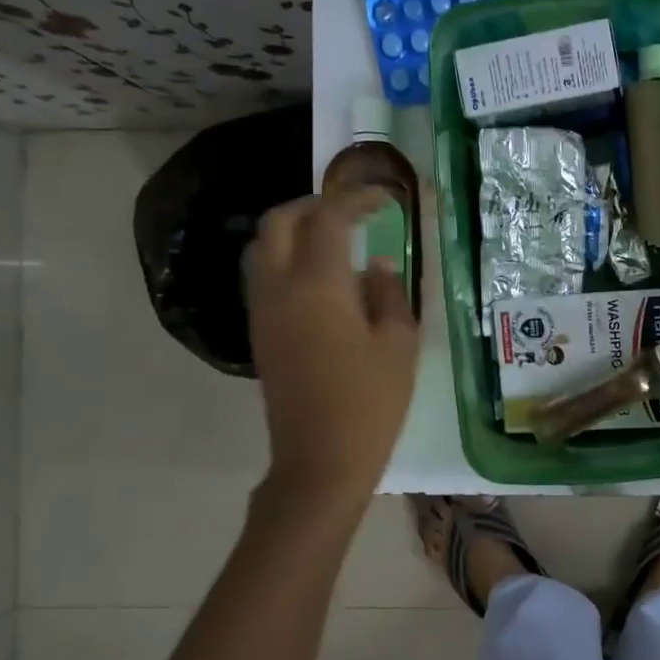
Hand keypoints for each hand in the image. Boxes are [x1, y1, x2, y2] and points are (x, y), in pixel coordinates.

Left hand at [245, 188, 419, 495]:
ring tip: (333, 237)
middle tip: (351, 210)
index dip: (356, 200)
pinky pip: (264, 275)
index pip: (329, 218)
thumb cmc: (370, 402)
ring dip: (294, 229)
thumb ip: (389, 293)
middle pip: (279, 222)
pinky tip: (320, 276)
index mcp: (318, 284)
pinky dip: (286, 257)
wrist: (321, 460)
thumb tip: (377, 265)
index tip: (385, 200)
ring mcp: (263, 311)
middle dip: (314, 204)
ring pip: (263, 247)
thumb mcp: (398, 344)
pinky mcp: (260, 333)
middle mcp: (280, 288)